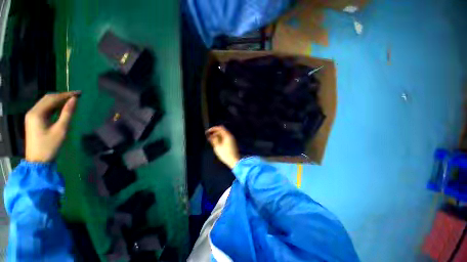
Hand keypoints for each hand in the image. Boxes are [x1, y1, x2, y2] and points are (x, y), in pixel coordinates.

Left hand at [25, 91, 80, 161]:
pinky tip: (62, 108)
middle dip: (62, 96)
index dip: (66, 95)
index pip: (52, 98)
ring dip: (58, 100)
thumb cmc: (50, 145)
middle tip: (76, 96)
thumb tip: (74, 100)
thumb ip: (67, 113)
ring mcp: (32, 116)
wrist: (37, 160)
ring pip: (46, 103)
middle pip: (48, 98)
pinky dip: (54, 106)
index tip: (79, 93)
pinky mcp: (33, 120)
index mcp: (37, 113)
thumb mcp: (61, 129)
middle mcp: (32, 111)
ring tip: (71, 101)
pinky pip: (44, 109)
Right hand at [206, 126, 239, 168]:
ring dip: (217, 136)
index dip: (213, 128)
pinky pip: (225, 138)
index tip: (208, 132)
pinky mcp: (232, 143)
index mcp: (227, 135)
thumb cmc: (225, 154)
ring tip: (212, 141)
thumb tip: (211, 136)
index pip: (220, 128)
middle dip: (215, 133)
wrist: (234, 161)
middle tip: (209, 137)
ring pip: (223, 135)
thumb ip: (214, 140)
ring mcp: (232, 139)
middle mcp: (230, 136)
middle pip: (222, 131)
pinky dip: (221, 139)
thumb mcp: (217, 147)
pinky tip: (217, 143)